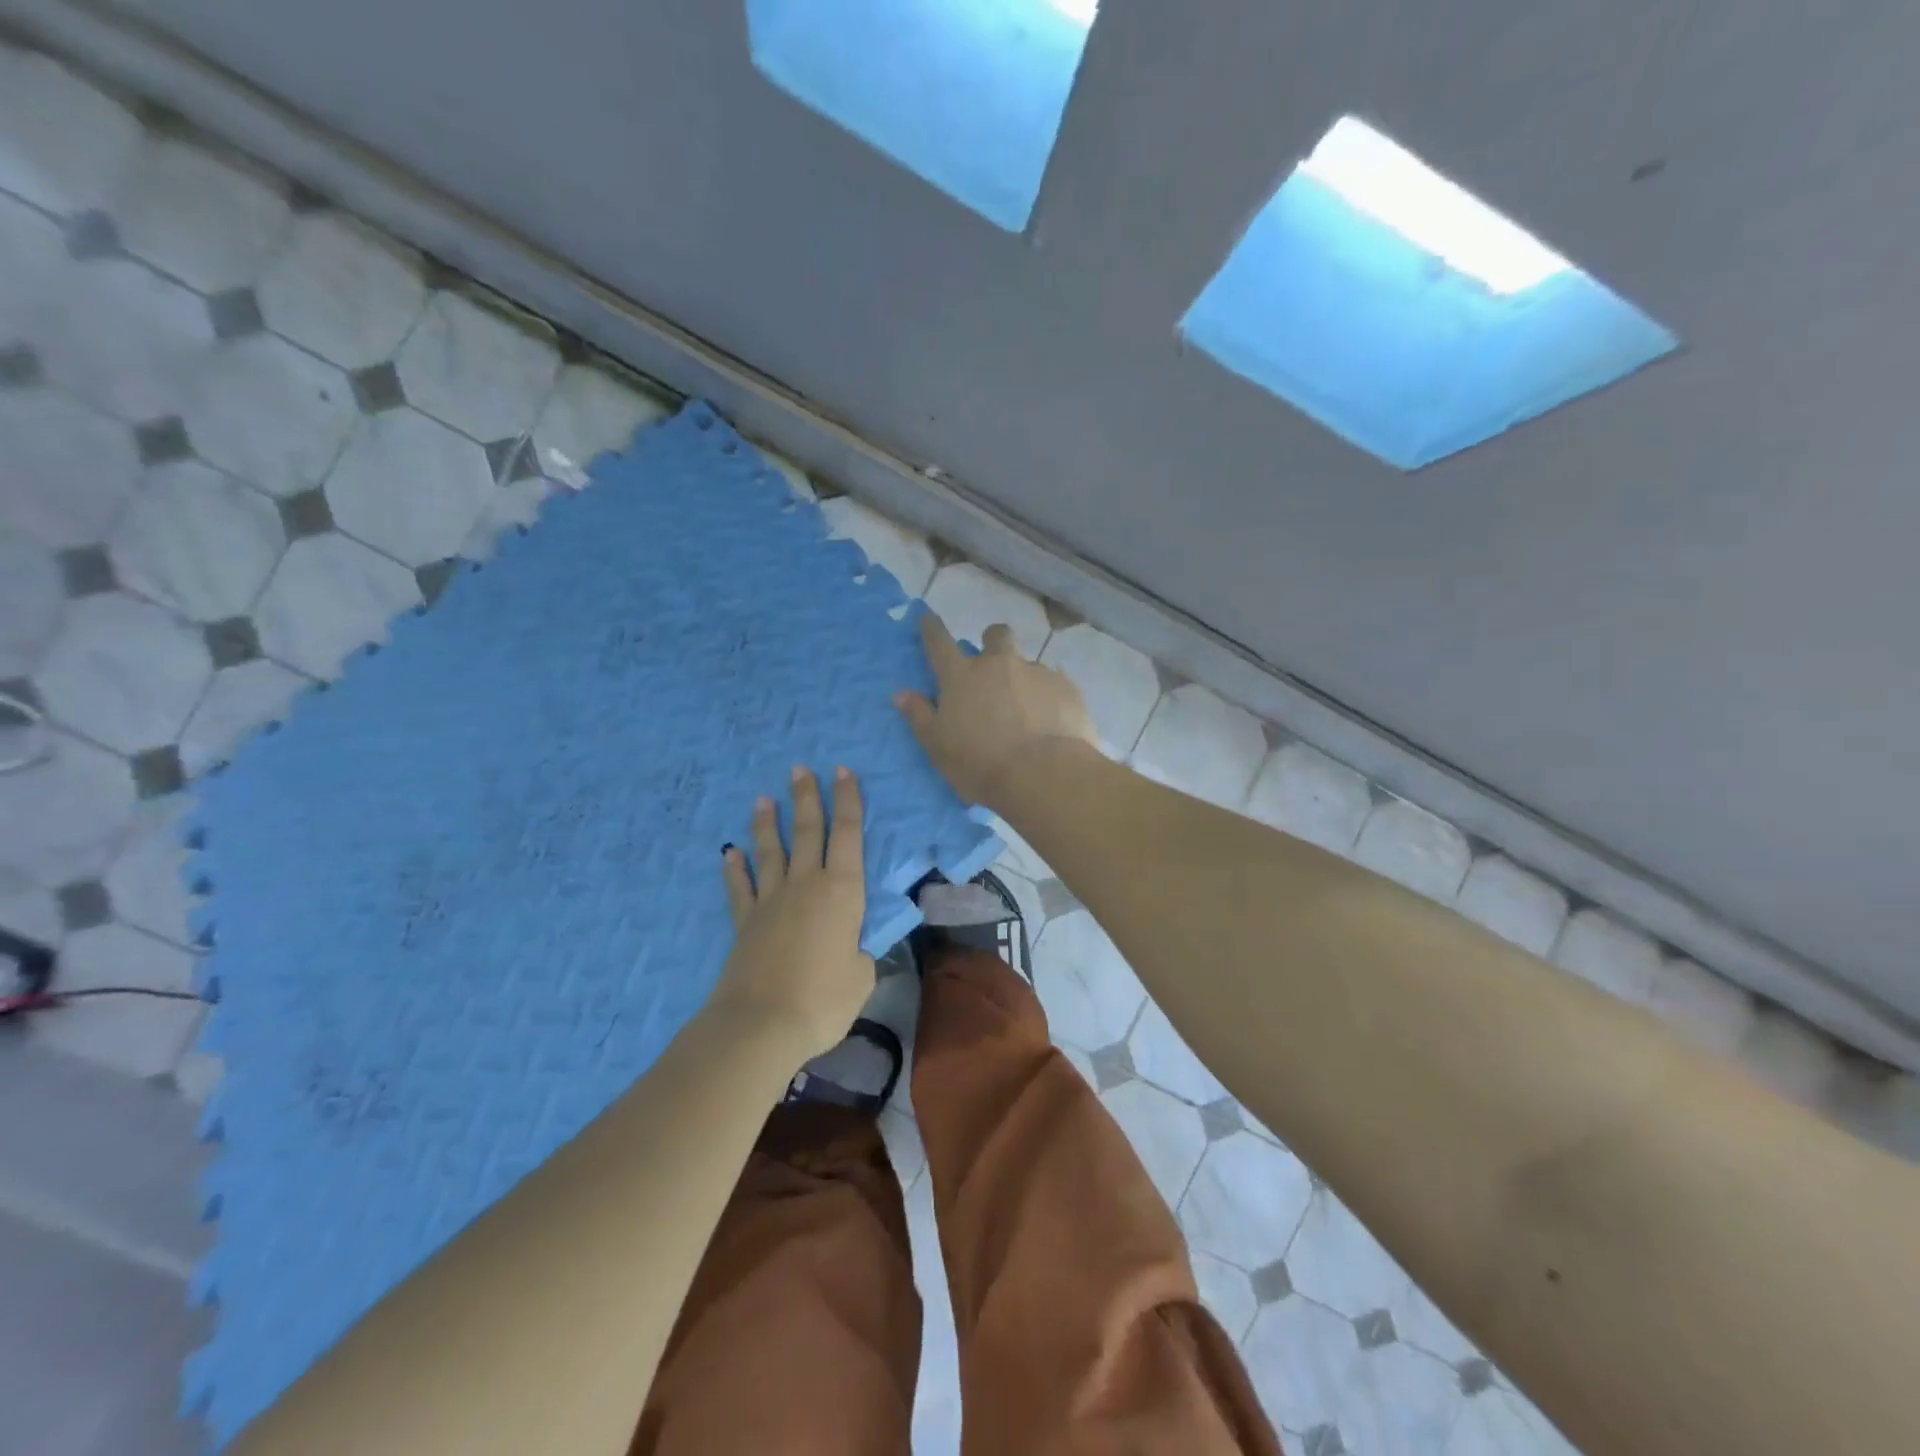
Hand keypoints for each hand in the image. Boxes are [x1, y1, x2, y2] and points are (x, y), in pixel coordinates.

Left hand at [709, 765, 874, 1062]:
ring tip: (763, 798)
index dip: (848, 800)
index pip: (849, 834)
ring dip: (767, 824)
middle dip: (806, 797)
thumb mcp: (862, 976)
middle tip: (800, 768)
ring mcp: (771, 900)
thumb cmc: (823, 999)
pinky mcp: (745, 922)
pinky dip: (735, 869)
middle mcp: (806, 884)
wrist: (761, 1023)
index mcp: (842, 891)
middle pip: (807, 831)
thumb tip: (853, 949)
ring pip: (771, 851)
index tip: (843, 771)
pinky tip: (730, 853)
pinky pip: (740, 888)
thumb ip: (860, 954)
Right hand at [895, 614, 1097, 808]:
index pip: (939, 643)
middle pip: (996, 635)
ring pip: (1028, 664)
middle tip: (993, 663)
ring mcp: (1036, 672)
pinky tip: (1052, 723)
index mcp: (962, 677)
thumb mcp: (938, 747)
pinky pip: (1055, 685)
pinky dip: (1049, 699)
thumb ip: (920, 717)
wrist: (1043, 774)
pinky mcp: (1066, 688)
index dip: (931, 629)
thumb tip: (902, 693)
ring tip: (1028, 711)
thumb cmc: (981, 764)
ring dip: (1024, 679)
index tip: (927, 618)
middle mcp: (999, 665)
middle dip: (992, 640)